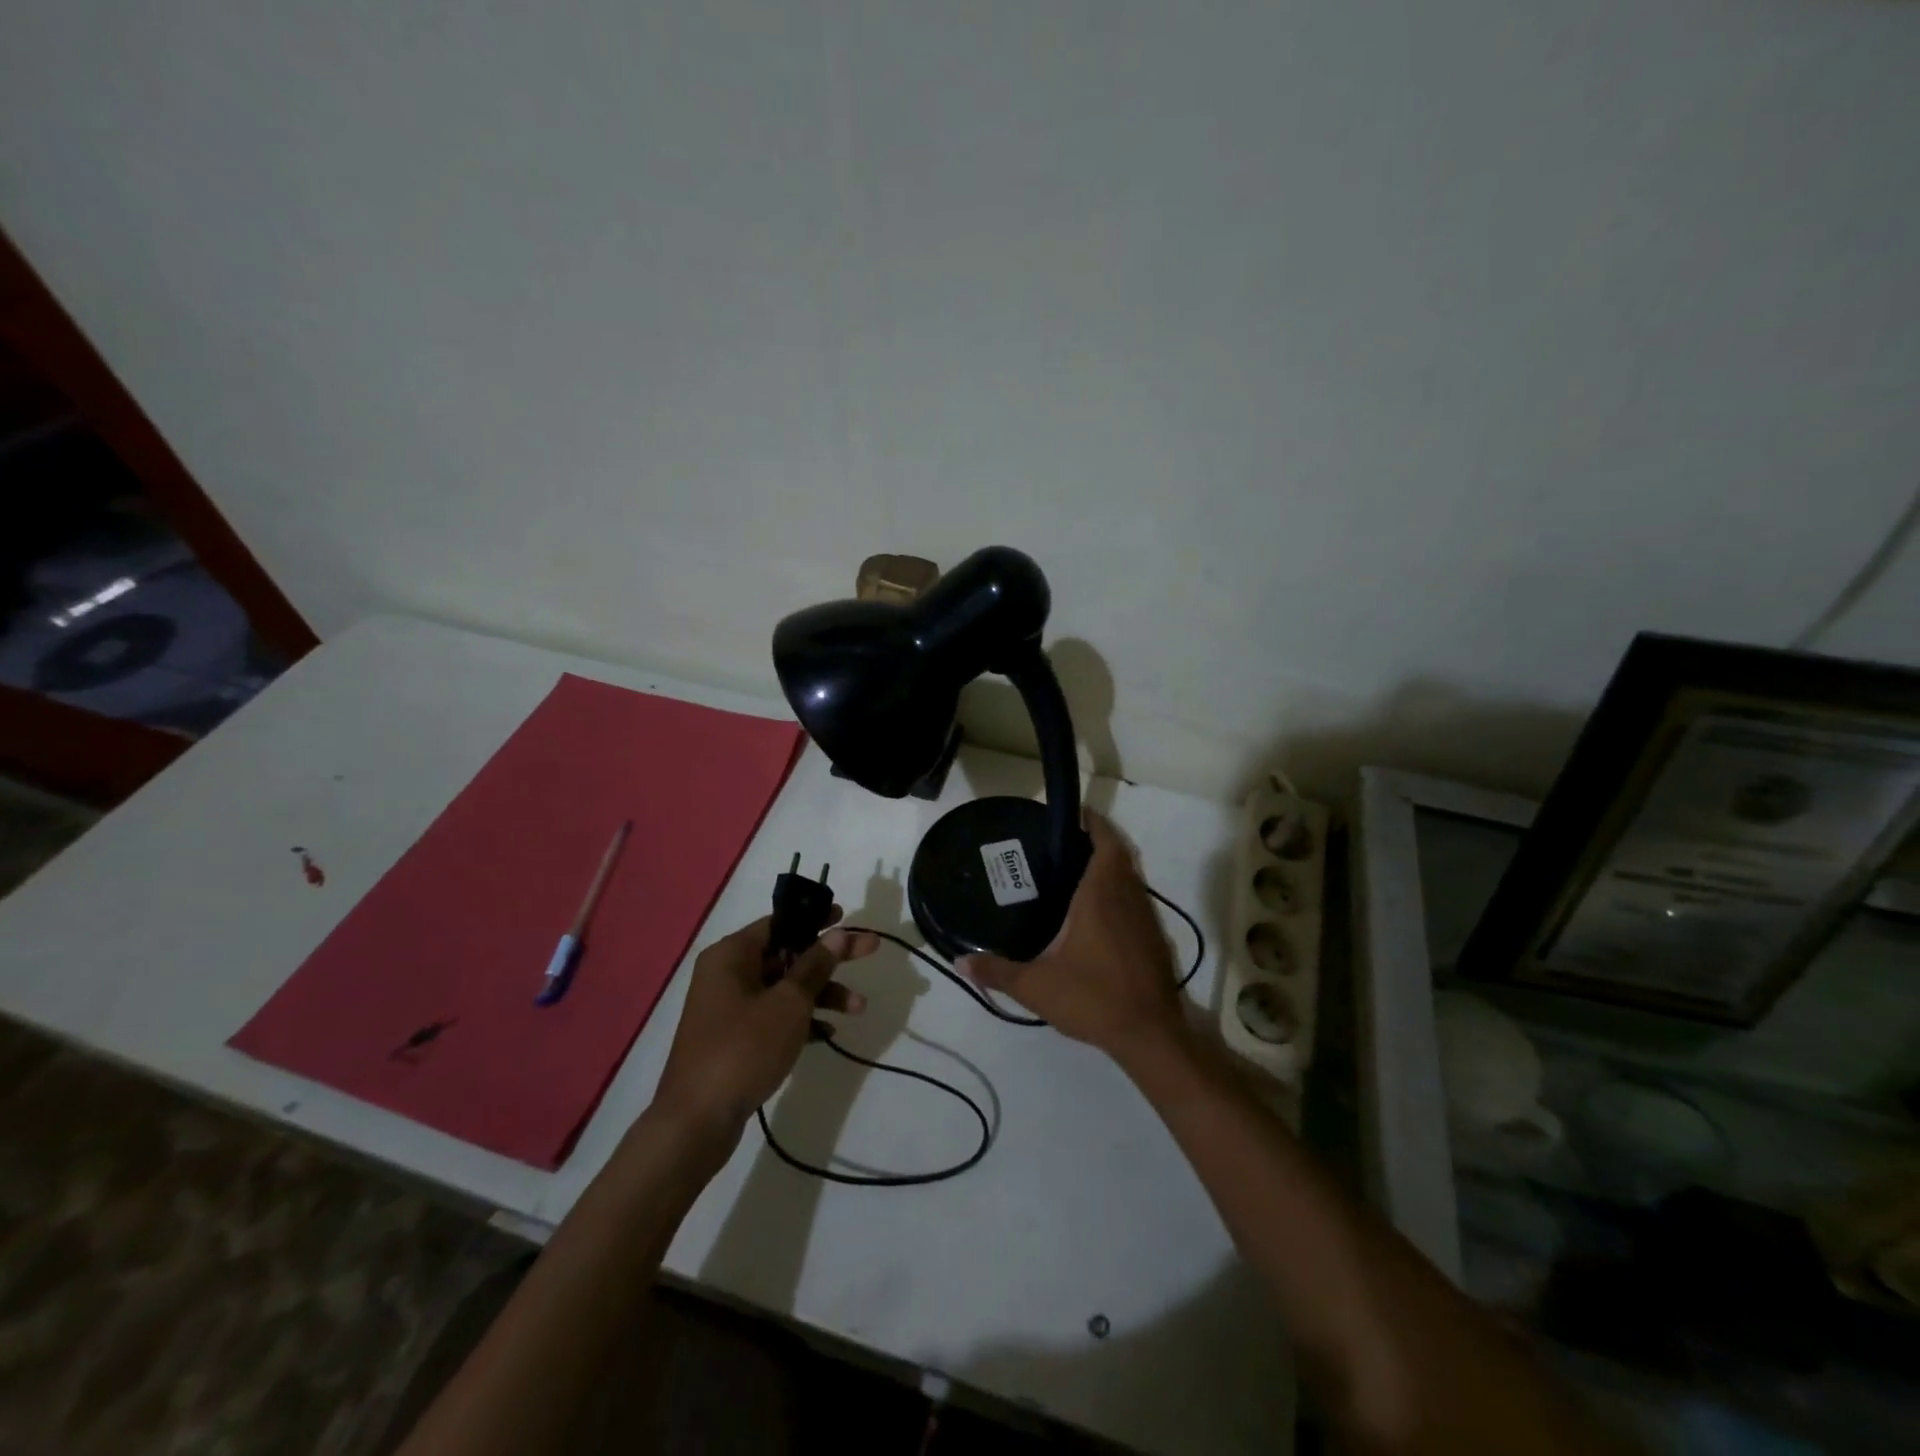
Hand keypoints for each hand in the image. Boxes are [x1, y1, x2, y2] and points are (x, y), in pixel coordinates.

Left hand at [653, 911, 878, 1141]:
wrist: (696, 1122)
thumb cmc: (743, 1049)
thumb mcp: (788, 1004)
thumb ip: (815, 966)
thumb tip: (837, 934)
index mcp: (731, 955)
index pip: (780, 922)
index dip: (815, 919)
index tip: (846, 917)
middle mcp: (727, 974)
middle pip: (787, 955)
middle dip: (830, 959)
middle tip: (870, 950)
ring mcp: (730, 1008)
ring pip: (784, 988)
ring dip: (822, 994)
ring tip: (859, 1008)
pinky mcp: (735, 1038)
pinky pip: (775, 1016)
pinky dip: (802, 1019)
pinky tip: (829, 1033)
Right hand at [960, 811, 1183, 1064]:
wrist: (1149, 1034)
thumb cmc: (1093, 998)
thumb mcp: (1036, 987)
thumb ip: (996, 972)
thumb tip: (960, 962)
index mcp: (1100, 896)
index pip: (1105, 842)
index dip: (1094, 822)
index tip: (1074, 814)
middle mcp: (1127, 898)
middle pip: (1119, 854)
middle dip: (1097, 841)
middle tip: (1064, 843)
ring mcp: (1145, 918)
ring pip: (1131, 877)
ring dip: (1110, 867)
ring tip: (1076, 872)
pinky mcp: (1154, 938)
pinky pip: (1136, 899)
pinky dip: (1119, 892)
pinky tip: (1096, 913)